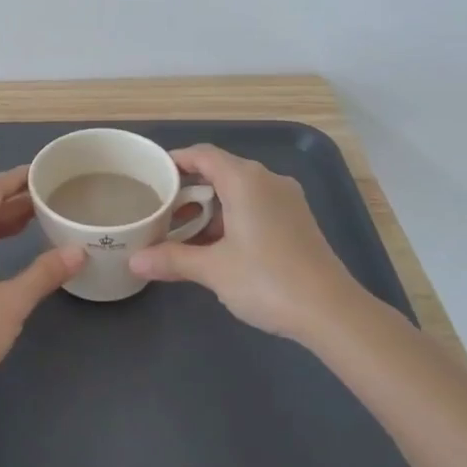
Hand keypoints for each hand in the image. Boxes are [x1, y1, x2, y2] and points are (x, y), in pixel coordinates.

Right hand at [128, 144, 372, 347]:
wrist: (332, 312)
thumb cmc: (267, 280)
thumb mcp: (213, 269)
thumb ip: (172, 259)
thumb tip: (134, 260)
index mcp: (245, 180)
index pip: (202, 155)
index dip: (175, 161)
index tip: (151, 176)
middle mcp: (267, 180)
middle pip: (220, 171)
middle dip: (189, 190)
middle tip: (161, 211)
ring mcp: (287, 200)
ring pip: (239, 191)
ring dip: (210, 208)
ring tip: (183, 233)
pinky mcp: (297, 221)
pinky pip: (256, 206)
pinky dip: (232, 217)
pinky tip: (217, 246)